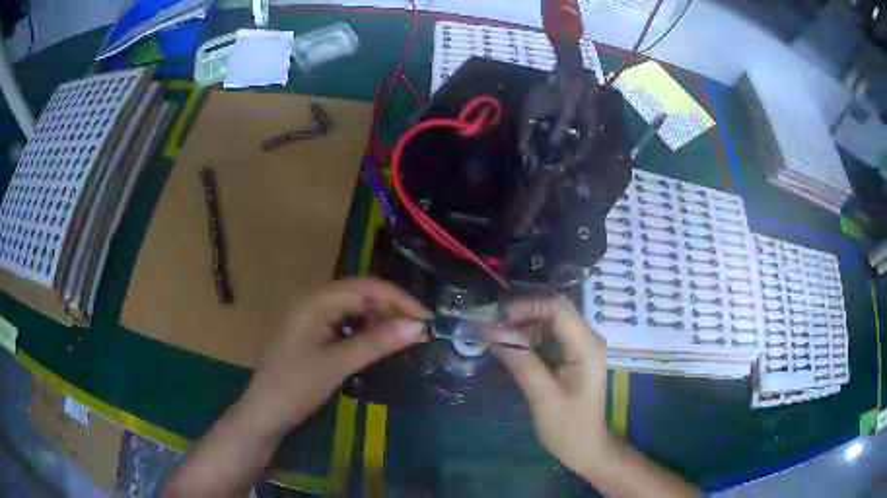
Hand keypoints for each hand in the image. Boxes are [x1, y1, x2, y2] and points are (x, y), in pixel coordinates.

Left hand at [242, 278, 430, 431]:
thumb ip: (376, 342)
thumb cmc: (296, 386)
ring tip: (405, 338)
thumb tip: (418, 327)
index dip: (399, 300)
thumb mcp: (337, 364)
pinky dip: (366, 331)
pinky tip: (379, 344)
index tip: (427, 320)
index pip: (366, 287)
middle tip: (420, 331)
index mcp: (316, 299)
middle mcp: (314, 300)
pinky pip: (345, 323)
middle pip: (361, 294)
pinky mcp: (312, 333)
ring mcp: (312, 317)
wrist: (265, 412)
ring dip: (380, 320)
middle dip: (392, 309)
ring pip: (354, 308)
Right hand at [492, 296, 613, 478]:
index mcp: (586, 345)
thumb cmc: (567, 426)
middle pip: (553, 310)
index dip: (524, 306)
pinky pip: (549, 336)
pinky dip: (527, 338)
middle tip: (490, 326)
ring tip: (494, 336)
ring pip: (549, 321)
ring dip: (521, 325)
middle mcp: (587, 338)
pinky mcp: (572, 356)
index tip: (494, 317)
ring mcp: (581, 346)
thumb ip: (520, 361)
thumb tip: (491, 333)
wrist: (586, 447)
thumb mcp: (542, 396)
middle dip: (520, 314)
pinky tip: (509, 348)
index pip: (556, 308)